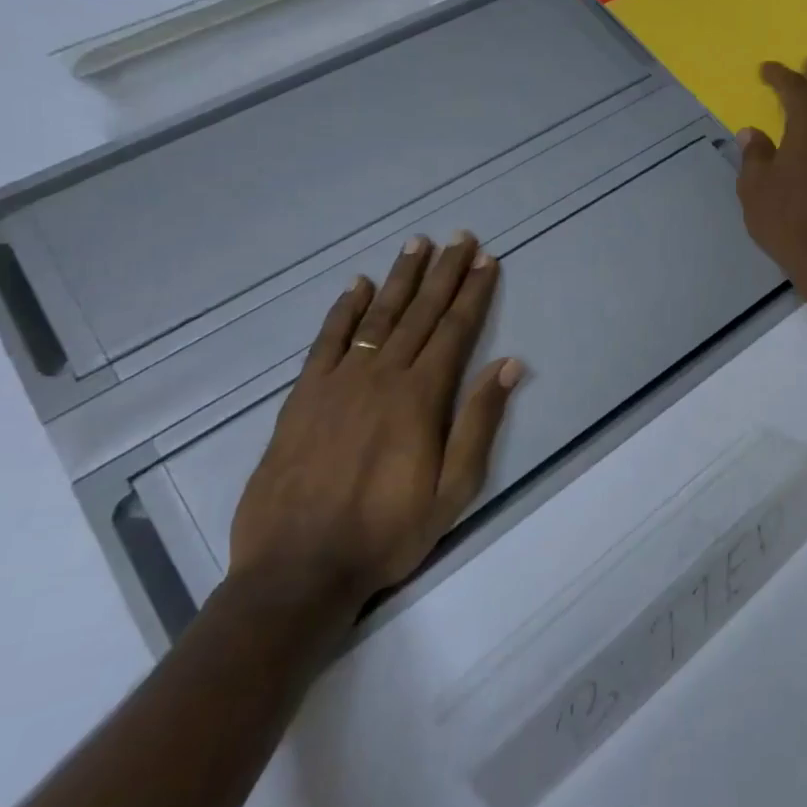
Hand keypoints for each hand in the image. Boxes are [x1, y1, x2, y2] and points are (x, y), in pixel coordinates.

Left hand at [229, 232, 522, 626]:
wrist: (298, 569)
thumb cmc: (387, 533)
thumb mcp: (453, 490)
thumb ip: (479, 422)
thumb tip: (509, 364)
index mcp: (421, 397)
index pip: (455, 330)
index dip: (473, 292)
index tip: (487, 259)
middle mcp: (381, 377)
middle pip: (419, 313)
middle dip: (443, 272)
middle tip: (459, 236)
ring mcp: (338, 383)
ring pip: (376, 318)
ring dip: (399, 279)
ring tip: (416, 245)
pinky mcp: (303, 397)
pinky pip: (327, 342)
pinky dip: (343, 311)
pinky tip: (356, 286)